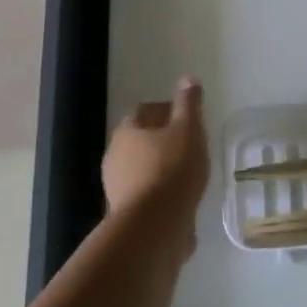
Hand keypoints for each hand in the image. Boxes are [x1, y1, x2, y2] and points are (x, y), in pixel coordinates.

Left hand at [103, 77, 208, 253]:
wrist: (154, 228)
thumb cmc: (172, 168)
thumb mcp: (188, 129)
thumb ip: (189, 103)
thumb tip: (188, 78)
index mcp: (127, 131)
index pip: (146, 111)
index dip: (168, 111)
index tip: (189, 119)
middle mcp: (115, 156)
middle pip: (141, 140)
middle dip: (164, 140)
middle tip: (191, 144)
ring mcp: (117, 187)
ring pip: (143, 168)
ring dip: (162, 168)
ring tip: (190, 173)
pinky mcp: (126, 214)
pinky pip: (147, 194)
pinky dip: (162, 192)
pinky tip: (181, 198)